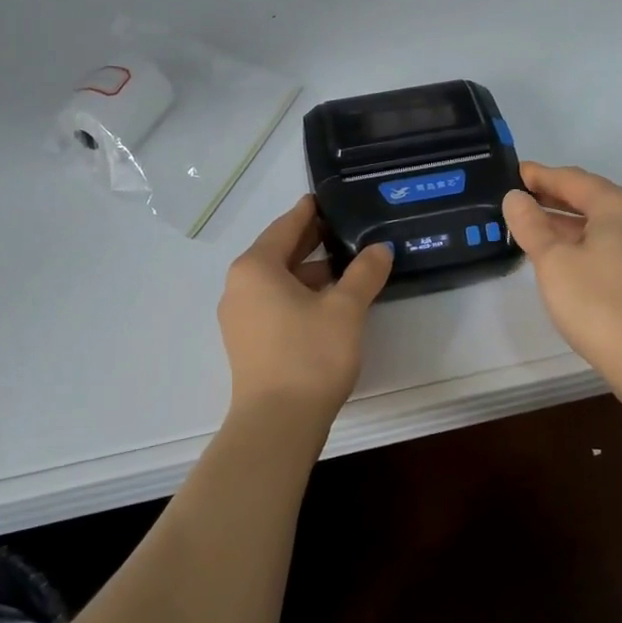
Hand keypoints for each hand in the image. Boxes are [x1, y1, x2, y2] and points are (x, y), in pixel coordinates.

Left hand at [217, 195, 393, 419]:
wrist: (277, 424)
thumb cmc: (309, 355)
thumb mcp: (345, 309)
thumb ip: (364, 273)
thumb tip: (380, 248)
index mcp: (256, 268)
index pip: (285, 227)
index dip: (308, 212)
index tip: (325, 198)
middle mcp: (240, 287)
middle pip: (279, 253)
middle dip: (311, 242)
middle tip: (344, 228)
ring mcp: (240, 317)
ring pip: (278, 282)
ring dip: (310, 272)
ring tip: (347, 266)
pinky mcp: (248, 343)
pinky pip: (275, 304)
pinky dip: (300, 296)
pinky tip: (330, 302)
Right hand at [502, 162, 621, 398]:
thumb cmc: (598, 304)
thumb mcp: (553, 262)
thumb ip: (531, 225)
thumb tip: (515, 198)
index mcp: (619, 205)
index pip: (571, 179)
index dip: (539, 176)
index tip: (511, 173)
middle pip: (589, 196)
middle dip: (552, 196)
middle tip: (516, 197)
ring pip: (600, 221)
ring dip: (566, 220)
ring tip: (530, 224)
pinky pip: (610, 241)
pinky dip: (583, 239)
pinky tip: (561, 252)